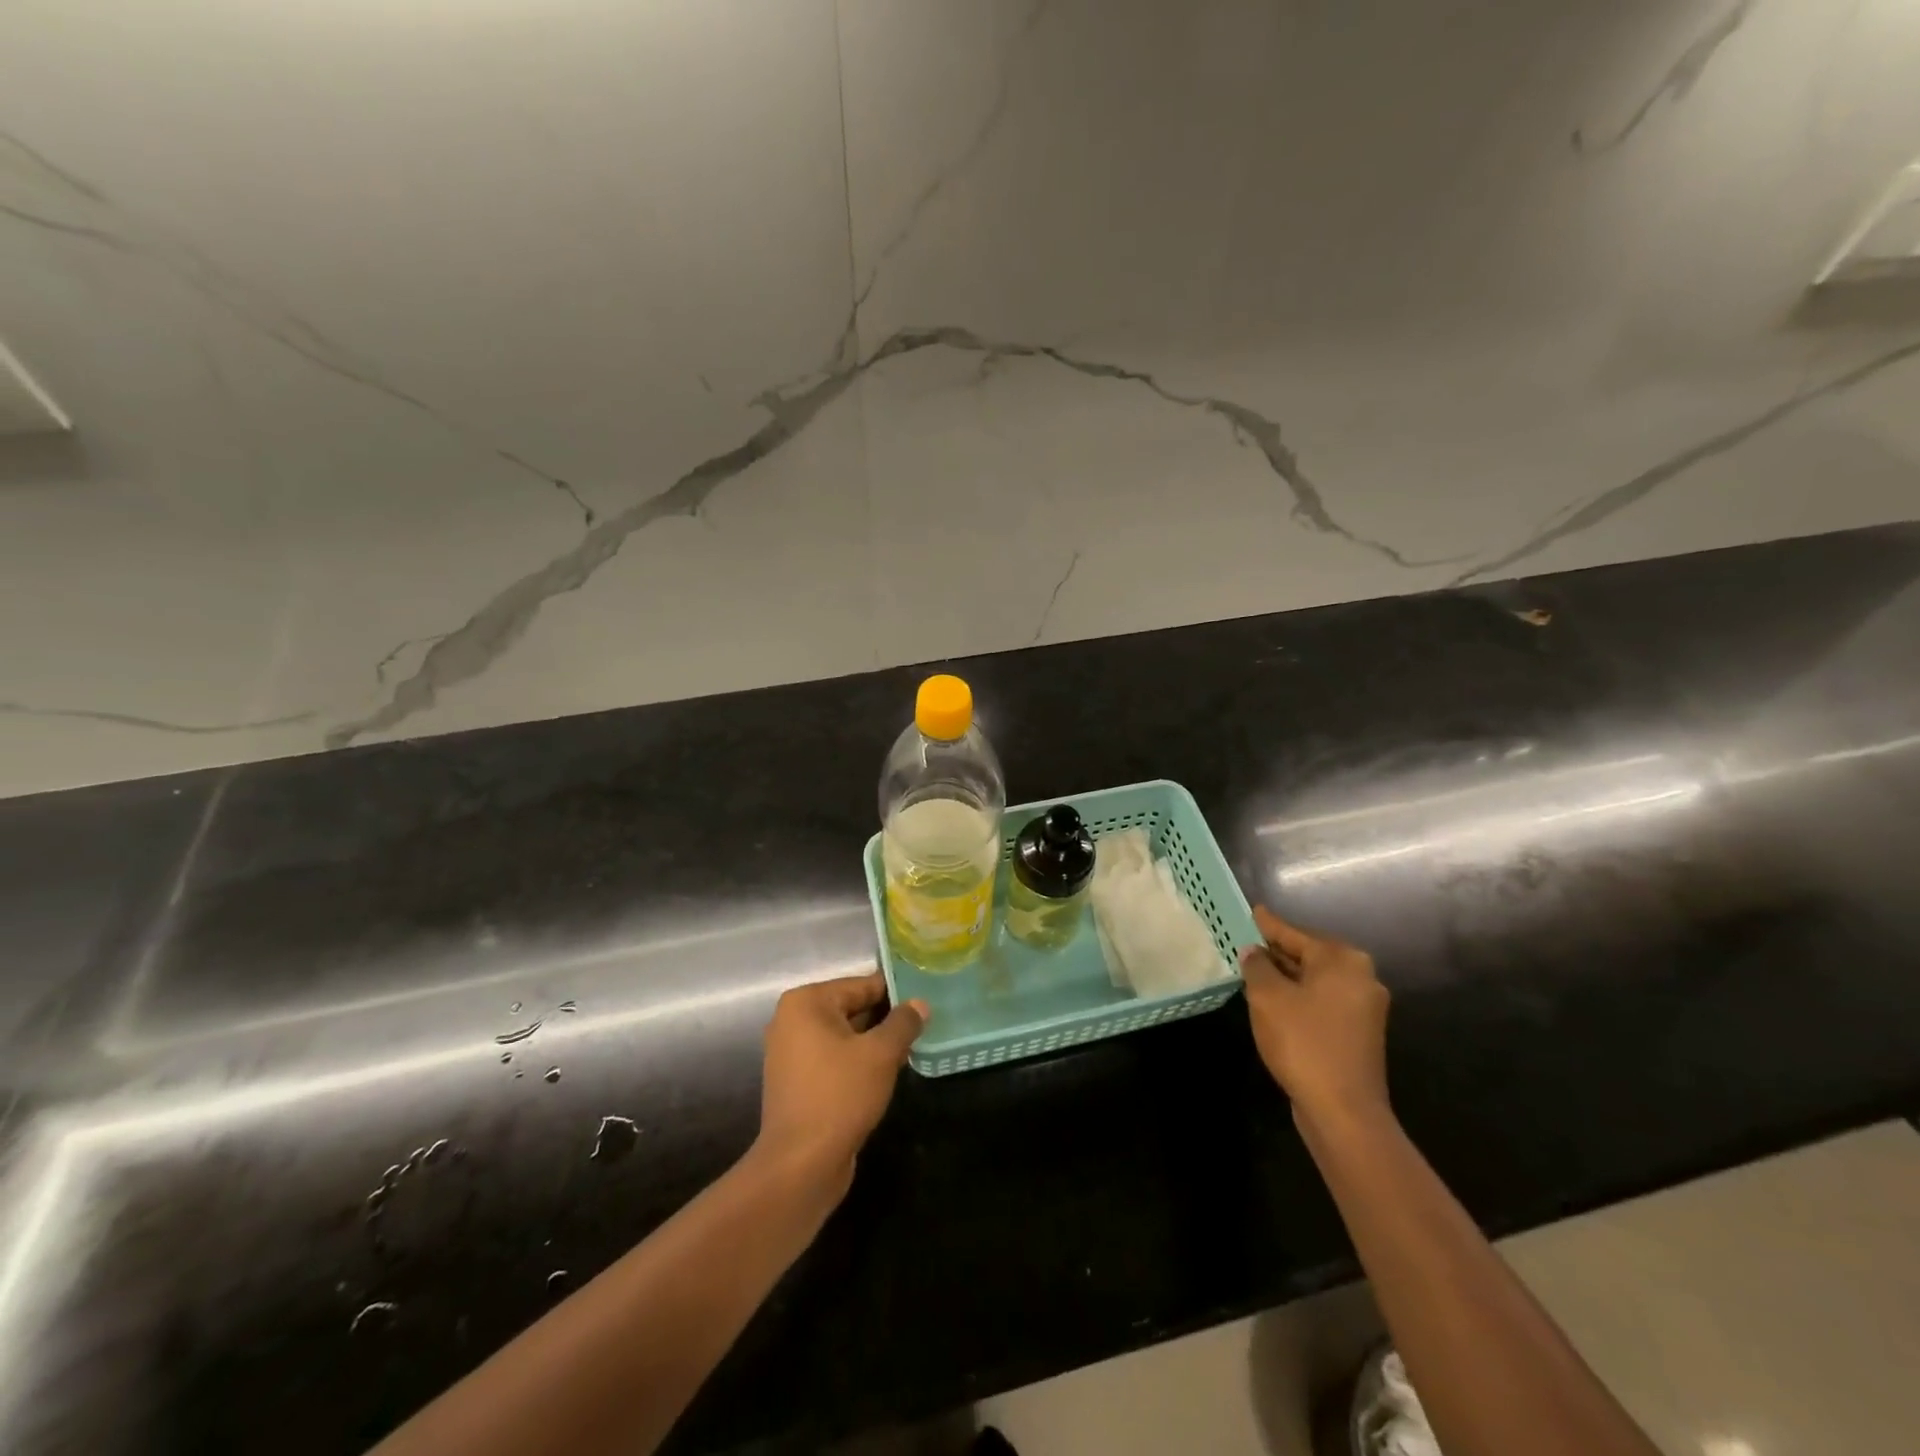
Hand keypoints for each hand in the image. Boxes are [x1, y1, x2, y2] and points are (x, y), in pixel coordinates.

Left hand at [756, 972, 927, 1192]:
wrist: (801, 1165)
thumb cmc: (839, 1095)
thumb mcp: (880, 1054)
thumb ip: (903, 1023)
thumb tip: (920, 1003)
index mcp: (806, 1002)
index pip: (861, 985)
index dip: (895, 991)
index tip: (925, 997)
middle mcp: (792, 1021)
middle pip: (851, 1008)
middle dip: (886, 1018)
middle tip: (924, 1023)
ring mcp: (791, 1054)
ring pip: (845, 1036)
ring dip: (875, 1042)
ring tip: (913, 1046)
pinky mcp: (797, 1083)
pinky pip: (835, 1059)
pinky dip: (858, 1062)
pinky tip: (888, 1072)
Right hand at [1239, 906, 1390, 1132]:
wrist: (1344, 1111)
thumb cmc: (1304, 1042)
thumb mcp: (1268, 997)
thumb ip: (1257, 966)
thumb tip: (1253, 952)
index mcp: (1342, 960)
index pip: (1295, 934)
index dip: (1269, 925)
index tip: (1253, 911)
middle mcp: (1361, 977)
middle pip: (1309, 955)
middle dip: (1278, 952)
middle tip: (1248, 944)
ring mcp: (1364, 1008)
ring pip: (1316, 980)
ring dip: (1287, 977)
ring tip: (1255, 971)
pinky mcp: (1360, 1034)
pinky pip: (1322, 1002)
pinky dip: (1300, 998)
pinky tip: (1276, 1004)